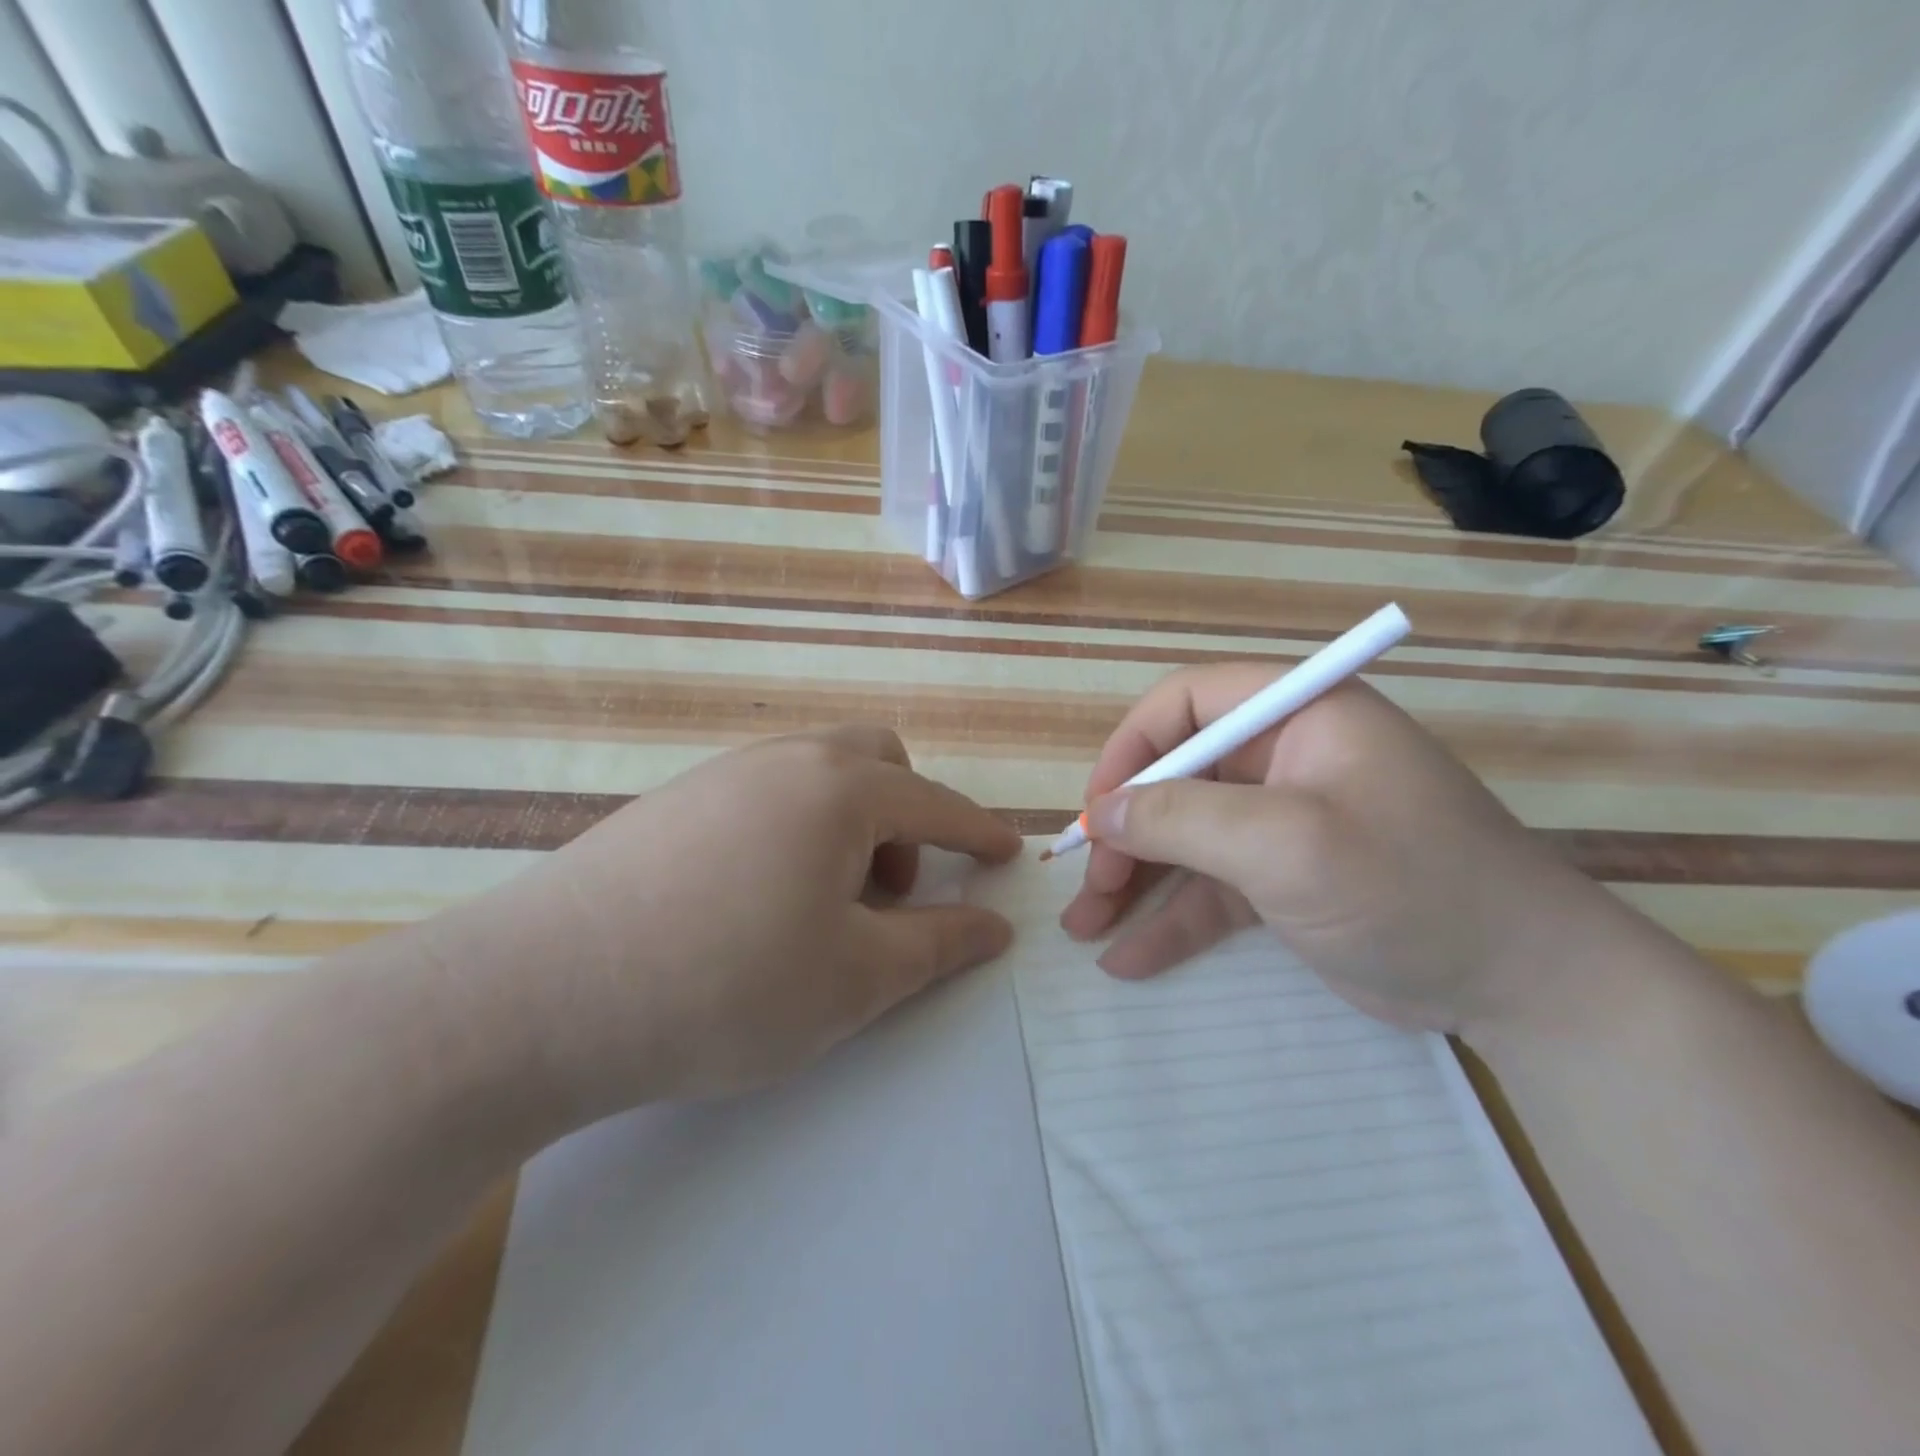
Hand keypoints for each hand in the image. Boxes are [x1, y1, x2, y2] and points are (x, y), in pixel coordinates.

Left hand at [433, 727, 1021, 1116]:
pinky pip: (761, 797)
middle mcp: (783, 761)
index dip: (978, 834)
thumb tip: (994, 926)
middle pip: (875, 761)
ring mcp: (718, 776)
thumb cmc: (728, 986)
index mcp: (839, 789)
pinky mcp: (668, 804)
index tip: (1007, 855)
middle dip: (904, 818)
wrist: (540, 996)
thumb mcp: (856, 978)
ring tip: (820, 907)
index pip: (935, 804)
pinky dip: (791, 833)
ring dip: (846, 827)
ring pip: (814, 777)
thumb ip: (938, 945)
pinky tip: (754, 902)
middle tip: (885, 893)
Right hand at [1060, 674, 1626, 1036]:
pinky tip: (1128, 959)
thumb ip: (1182, 818)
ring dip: (1134, 880)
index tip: (1098, 808)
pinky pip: (1211, 889)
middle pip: (1177, 777)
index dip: (1133, 748)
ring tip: (1084, 926)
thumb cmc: (1407, 886)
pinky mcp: (1283, 880)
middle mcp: (1285, 759)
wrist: (1524, 988)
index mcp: (1298, 716)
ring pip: (1185, 838)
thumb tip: (1100, 813)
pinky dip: (1172, 920)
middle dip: (1125, 831)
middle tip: (1088, 884)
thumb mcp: (1286, 843)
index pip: (1188, 703)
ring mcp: (1283, 823)